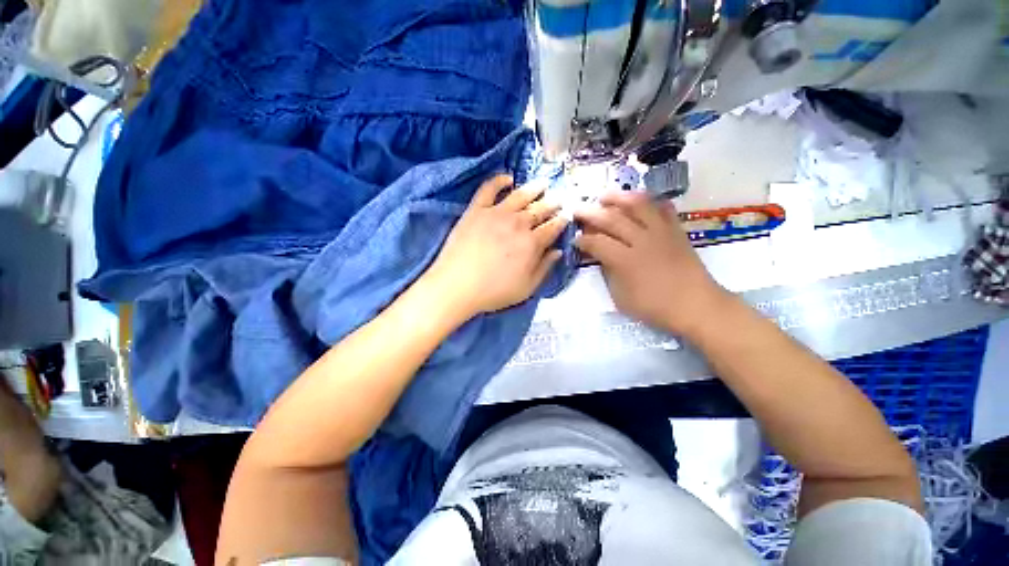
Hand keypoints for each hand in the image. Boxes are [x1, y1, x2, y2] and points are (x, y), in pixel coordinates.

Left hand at [426, 174, 568, 317]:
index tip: (567, 216)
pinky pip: (489, 189)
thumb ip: (544, 268)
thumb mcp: (526, 288)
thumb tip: (557, 251)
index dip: (561, 221)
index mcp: (532, 243)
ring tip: (543, 183)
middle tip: (559, 198)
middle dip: (552, 203)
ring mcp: (496, 213)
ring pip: (520, 195)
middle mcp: (518, 223)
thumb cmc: (494, 291)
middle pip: (540, 209)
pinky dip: (499, 180)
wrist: (457, 285)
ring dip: (534, 188)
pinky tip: (508, 178)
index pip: (552, 227)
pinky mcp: (476, 210)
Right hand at [575, 191, 727, 335]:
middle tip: (577, 210)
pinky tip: (639, 201)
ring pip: (637, 205)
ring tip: (604, 196)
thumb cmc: (655, 307)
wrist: (696, 305)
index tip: (575, 240)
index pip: (597, 243)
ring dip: (618, 197)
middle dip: (590, 213)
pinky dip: (650, 201)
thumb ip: (608, 273)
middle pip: (611, 219)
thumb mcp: (621, 297)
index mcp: (625, 261)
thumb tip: (601, 257)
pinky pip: (663, 207)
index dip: (582, 240)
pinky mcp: (676, 230)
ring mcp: (660, 232)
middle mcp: (641, 240)